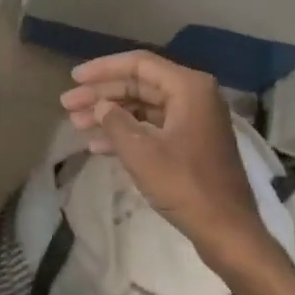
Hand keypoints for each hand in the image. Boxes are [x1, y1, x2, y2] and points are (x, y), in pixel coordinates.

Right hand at [64, 50, 294, 294]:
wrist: (227, 230)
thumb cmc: (185, 185)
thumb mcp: (141, 152)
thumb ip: (115, 121)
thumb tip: (101, 106)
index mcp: (188, 87)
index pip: (139, 64)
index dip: (103, 69)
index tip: (74, 78)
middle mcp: (194, 96)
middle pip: (139, 85)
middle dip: (102, 94)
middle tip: (67, 104)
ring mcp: (193, 121)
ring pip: (143, 107)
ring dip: (110, 115)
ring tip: (76, 124)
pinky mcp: (190, 144)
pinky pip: (152, 128)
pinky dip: (126, 134)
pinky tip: (97, 146)